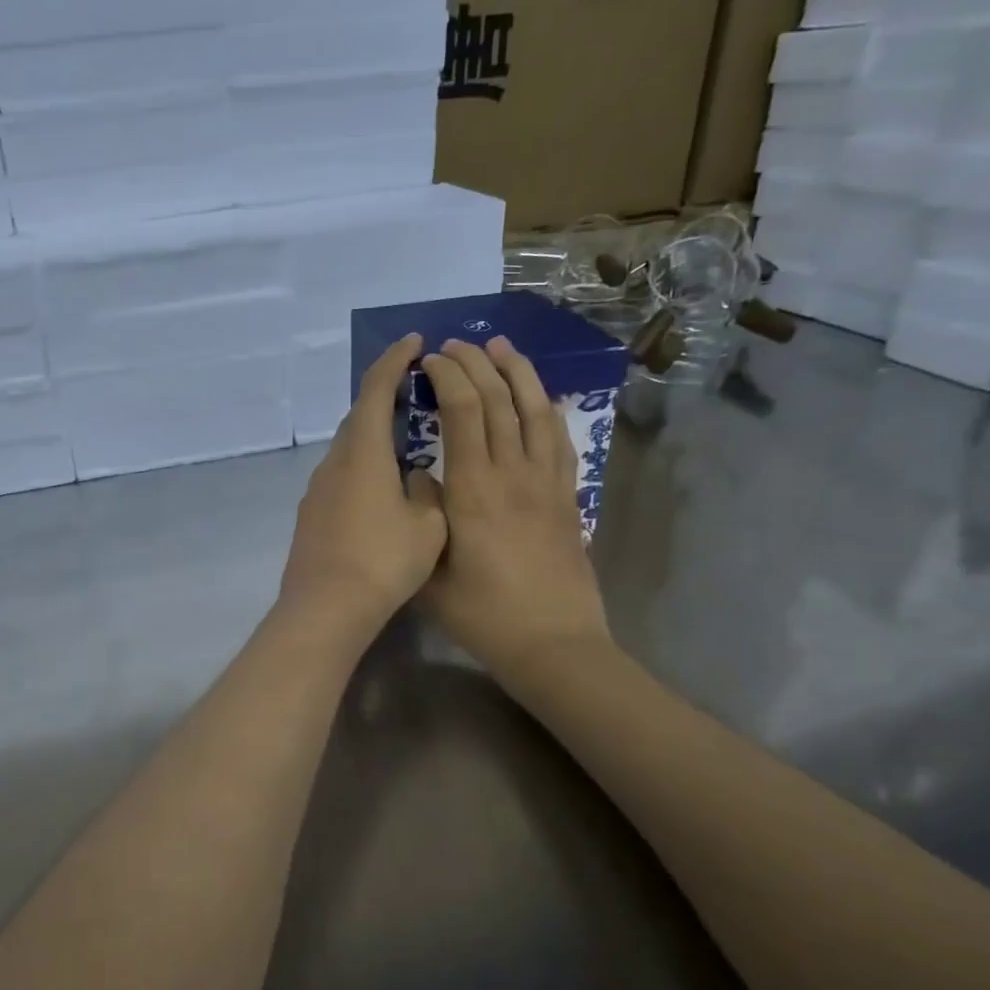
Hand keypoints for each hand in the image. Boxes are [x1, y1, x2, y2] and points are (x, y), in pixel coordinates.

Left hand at [279, 334, 446, 645]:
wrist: (325, 607)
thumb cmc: (383, 562)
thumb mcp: (427, 525)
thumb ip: (427, 491)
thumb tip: (417, 479)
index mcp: (363, 452)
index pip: (376, 389)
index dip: (395, 360)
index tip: (415, 341)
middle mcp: (334, 461)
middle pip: (358, 415)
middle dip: (385, 395)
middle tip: (417, 391)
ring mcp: (318, 487)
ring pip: (349, 447)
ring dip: (374, 434)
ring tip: (406, 441)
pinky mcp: (311, 513)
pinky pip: (341, 474)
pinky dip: (364, 465)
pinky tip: (382, 489)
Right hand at [419, 337, 609, 679]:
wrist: (553, 644)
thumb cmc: (484, 616)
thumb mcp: (431, 573)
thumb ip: (422, 519)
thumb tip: (421, 478)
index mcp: (473, 491)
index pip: (464, 413)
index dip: (448, 377)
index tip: (430, 359)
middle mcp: (513, 475)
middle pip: (499, 401)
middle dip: (476, 363)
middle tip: (456, 344)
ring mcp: (547, 484)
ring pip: (535, 410)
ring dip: (517, 372)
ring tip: (500, 346)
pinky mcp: (568, 497)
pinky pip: (560, 440)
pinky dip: (547, 408)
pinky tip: (538, 395)